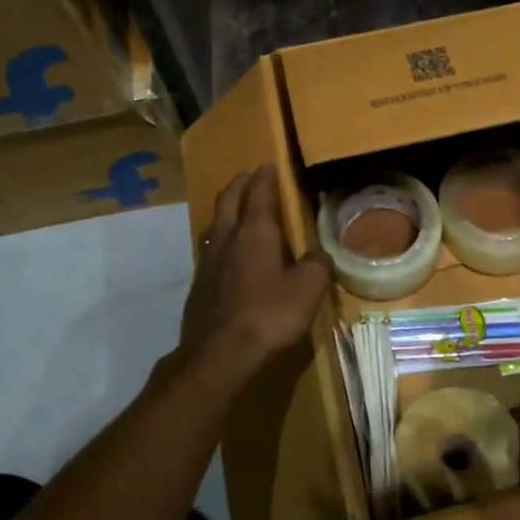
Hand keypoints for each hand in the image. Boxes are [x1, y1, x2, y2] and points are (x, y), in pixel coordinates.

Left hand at [181, 164, 331, 375]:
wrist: (220, 355)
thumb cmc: (269, 316)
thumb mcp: (307, 290)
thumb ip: (316, 266)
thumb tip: (320, 254)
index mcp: (256, 234)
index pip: (259, 194)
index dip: (264, 178)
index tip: (268, 164)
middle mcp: (228, 240)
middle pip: (229, 202)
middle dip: (240, 185)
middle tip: (249, 176)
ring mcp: (208, 263)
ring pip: (216, 224)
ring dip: (227, 210)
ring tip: (236, 208)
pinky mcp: (199, 287)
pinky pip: (211, 249)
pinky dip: (221, 238)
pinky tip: (228, 252)